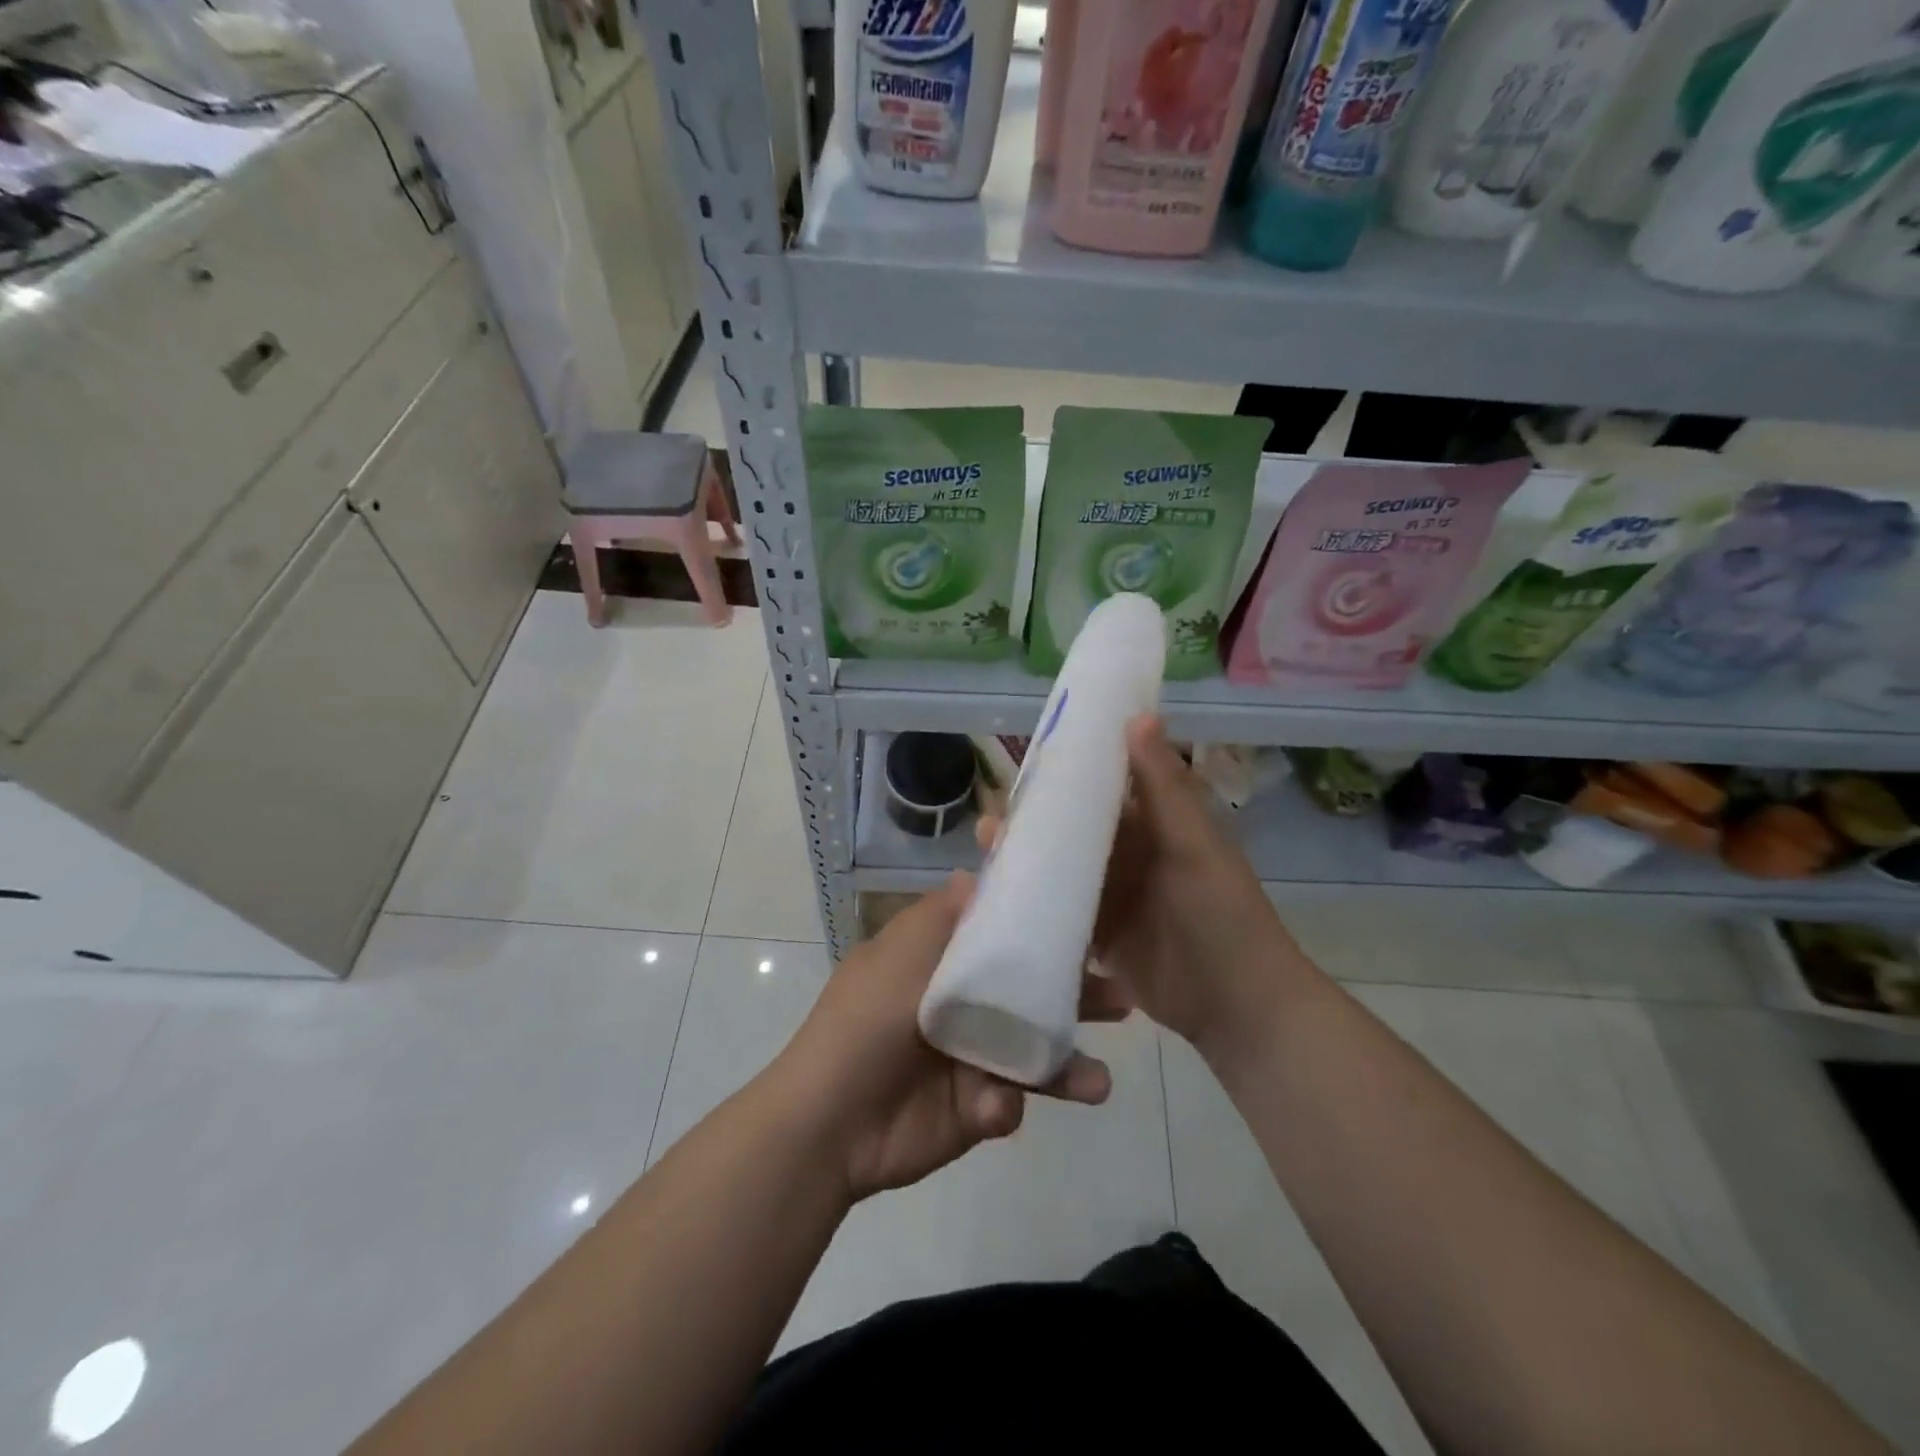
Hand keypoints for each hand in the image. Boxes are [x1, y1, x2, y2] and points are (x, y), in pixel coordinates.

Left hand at [773, 874, 1125, 1202]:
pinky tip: (996, 1107)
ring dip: (1069, 1065)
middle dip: (1075, 997)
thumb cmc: (865, 1022)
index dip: (1040, 927)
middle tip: (1121, 999)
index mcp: (941, 963)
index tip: (1084, 917)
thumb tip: (976, 872)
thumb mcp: (900, 953)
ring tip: (1099, 1082)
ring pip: (1032, 1052)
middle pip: (1030, 993)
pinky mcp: (975, 1107)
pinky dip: (1006, 1103)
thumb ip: (943, 914)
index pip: (1001, 936)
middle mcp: (962, 1004)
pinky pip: (1008, 1100)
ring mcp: (971, 1058)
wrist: (829, 1123)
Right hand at [979, 717, 1292, 1060]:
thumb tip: (1139, 716)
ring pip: (1063, 865)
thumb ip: (1163, 786)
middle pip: (1076, 825)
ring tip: (987, 844)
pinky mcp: (1098, 933)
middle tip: (995, 810)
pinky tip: (996, 892)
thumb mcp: (1193, 844)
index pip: (1108, 782)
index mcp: (1155, 822)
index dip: (1074, 765)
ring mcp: (1112, 894)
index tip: (1031, 751)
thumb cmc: (1222, 913)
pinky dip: (1033, 898)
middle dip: (1037, 815)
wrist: (1236, 1005)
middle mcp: (1129, 852)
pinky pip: (1060, 907)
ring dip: (1029, 855)